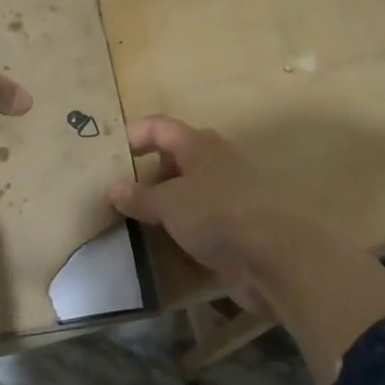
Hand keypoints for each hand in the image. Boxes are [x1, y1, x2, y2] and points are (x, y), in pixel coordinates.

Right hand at [108, 115, 384, 384]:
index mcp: (198, 145)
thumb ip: (140, 196)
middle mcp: (213, 164)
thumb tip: (112, 188)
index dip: (134, 135)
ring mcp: (226, 196)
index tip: (110, 156)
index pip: (160, 127)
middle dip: (146, 172)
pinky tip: (161, 241)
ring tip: (132, 219)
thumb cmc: (217, 214)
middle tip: (118, 191)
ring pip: (186, 190)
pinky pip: (198, 220)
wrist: (274, 258)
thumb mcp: (170, 203)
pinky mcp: (233, 227)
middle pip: (174, 157)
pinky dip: (179, 227)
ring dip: (162, 202)